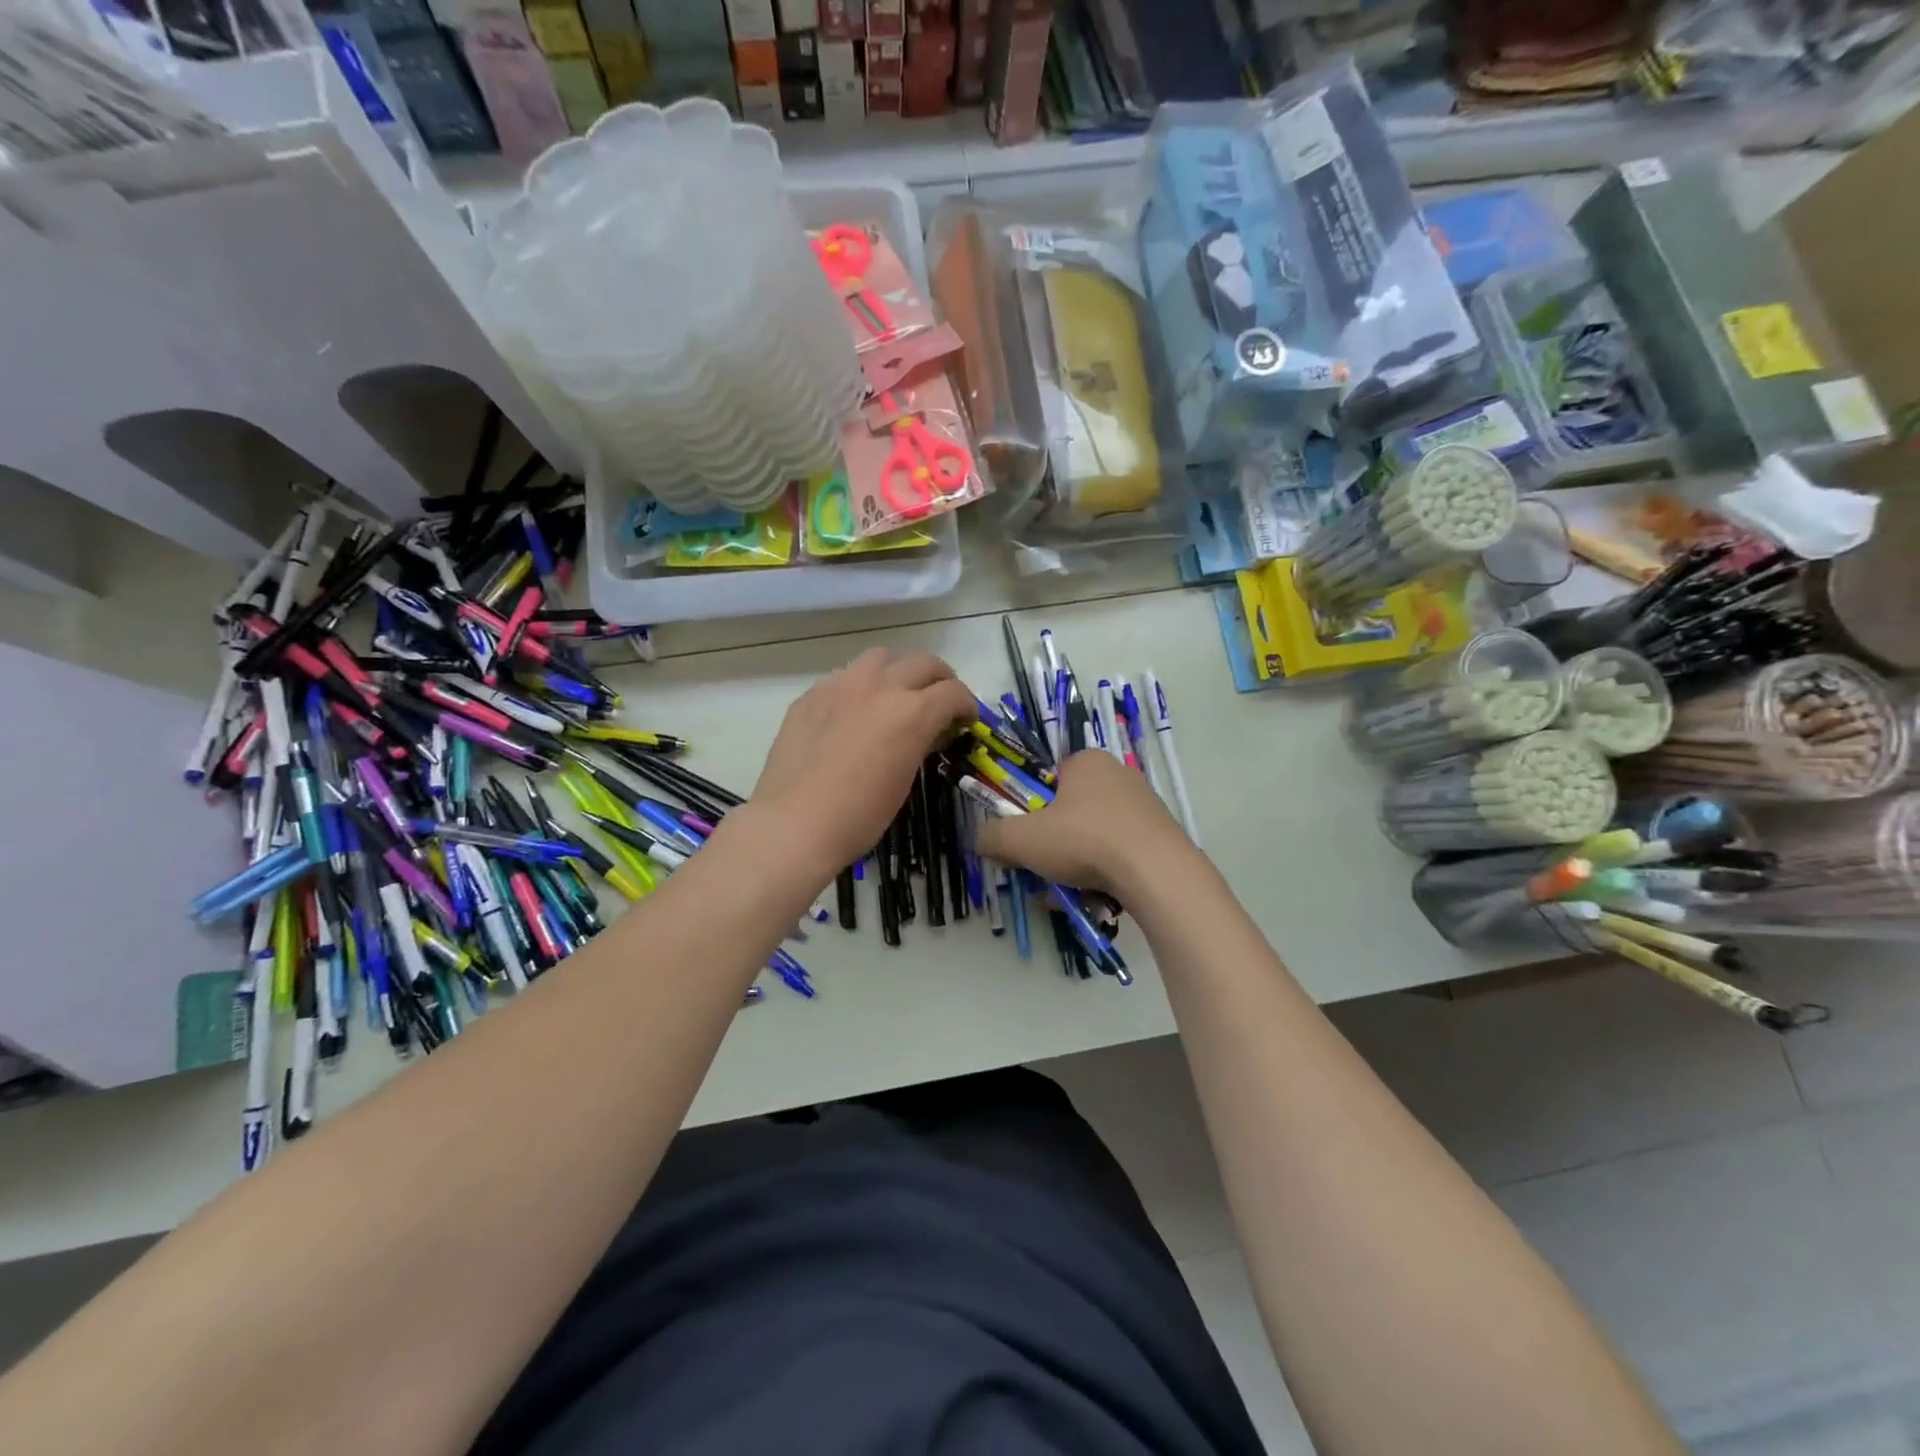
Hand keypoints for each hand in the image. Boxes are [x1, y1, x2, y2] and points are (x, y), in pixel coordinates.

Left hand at [751, 647, 975, 873]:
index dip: (967, 705)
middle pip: (923, 663)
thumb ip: (919, 742)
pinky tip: (854, 713)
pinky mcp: (811, 695)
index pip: (953, 692)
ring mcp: (840, 685)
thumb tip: (924, 732)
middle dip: (941, 680)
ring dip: (898, 671)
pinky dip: (860, 687)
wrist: (794, 825)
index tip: (966, 719)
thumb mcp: (905, 779)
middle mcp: (879, 686)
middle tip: (941, 702)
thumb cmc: (859, 816)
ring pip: (881, 657)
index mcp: (911, 712)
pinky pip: (844, 677)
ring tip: (896, 695)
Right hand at [975, 750, 1190, 897]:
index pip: (1048, 779)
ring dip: (1076, 863)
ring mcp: (1145, 806)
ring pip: (1094, 836)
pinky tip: (1097, 897)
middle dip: (1053, 843)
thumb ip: (993, 837)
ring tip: (1068, 893)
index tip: (1027, 838)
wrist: (1157, 873)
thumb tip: (980, 840)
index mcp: (1086, 761)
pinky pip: (1121, 852)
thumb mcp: (1022, 839)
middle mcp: (1119, 774)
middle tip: (1043, 870)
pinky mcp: (1162, 836)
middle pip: (1070, 810)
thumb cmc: (1084, 841)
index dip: (1032, 809)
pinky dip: (1105, 872)